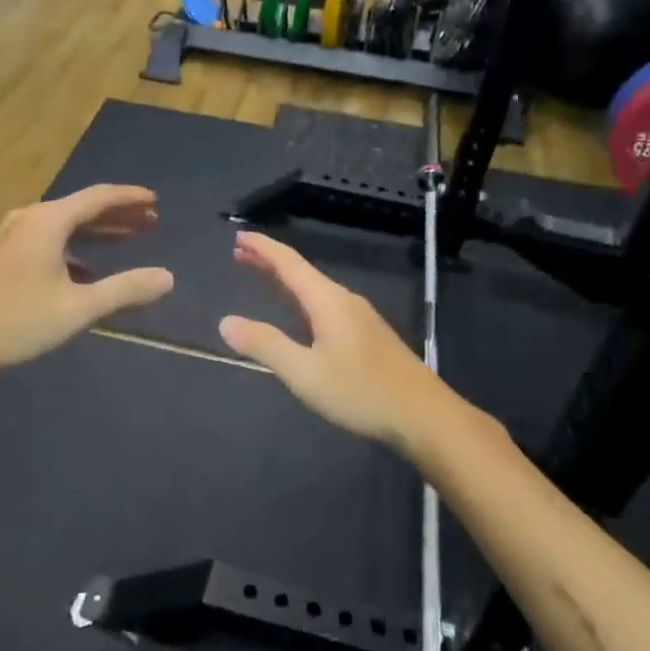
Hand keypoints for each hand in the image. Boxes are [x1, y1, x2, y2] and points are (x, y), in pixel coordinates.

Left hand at [0, 185, 173, 382]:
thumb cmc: (18, 321)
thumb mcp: (79, 307)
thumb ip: (125, 290)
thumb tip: (167, 278)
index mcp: (48, 221)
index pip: (98, 197)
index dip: (129, 198)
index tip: (156, 202)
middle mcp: (30, 220)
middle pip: (82, 208)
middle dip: (118, 215)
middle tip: (151, 222)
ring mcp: (13, 237)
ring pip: (65, 226)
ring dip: (97, 232)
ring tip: (128, 239)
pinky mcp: (4, 257)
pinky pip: (50, 241)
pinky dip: (75, 248)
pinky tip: (88, 270)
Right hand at [218, 230, 446, 451]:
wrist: (423, 414)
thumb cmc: (361, 391)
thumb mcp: (305, 373)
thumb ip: (265, 346)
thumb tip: (226, 322)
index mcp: (328, 301)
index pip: (289, 263)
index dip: (263, 248)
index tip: (239, 235)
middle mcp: (344, 300)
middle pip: (302, 272)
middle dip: (270, 261)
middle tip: (240, 254)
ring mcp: (359, 317)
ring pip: (314, 289)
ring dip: (285, 281)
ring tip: (262, 277)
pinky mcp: (367, 335)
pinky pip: (325, 305)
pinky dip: (301, 298)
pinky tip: (299, 315)